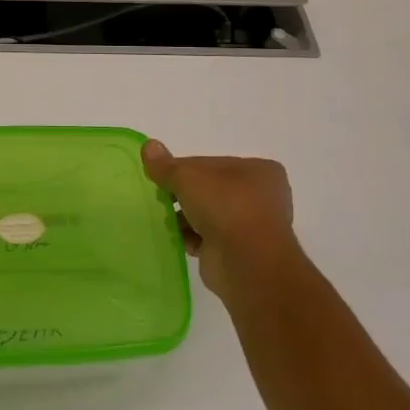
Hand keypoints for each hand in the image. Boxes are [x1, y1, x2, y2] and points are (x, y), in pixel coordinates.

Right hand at [141, 140, 298, 299]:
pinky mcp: (241, 252)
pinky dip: (193, 238)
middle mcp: (261, 196)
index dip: (184, 169)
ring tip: (166, 219)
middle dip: (185, 195)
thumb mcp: (187, 177)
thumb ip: (166, 165)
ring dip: (188, 218)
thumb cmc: (225, 206)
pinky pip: (210, 239)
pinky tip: (176, 238)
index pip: (211, 163)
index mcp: (258, 170)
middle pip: (211, 189)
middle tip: (162, 197)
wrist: (247, 263)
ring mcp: (253, 226)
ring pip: (210, 215)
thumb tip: (148, 145)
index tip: (163, 177)